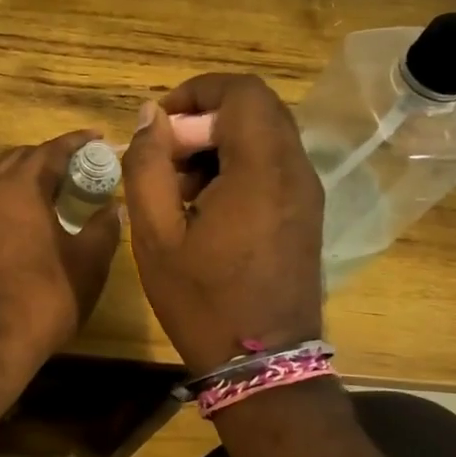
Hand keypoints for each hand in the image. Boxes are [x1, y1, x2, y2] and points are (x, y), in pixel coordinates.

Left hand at [0, 130, 121, 368]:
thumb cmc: (43, 295)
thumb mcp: (87, 261)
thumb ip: (104, 227)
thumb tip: (113, 206)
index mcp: (21, 185)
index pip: (52, 149)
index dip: (78, 142)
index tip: (99, 138)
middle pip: (22, 157)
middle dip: (51, 156)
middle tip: (81, 167)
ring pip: (1, 177)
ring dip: (28, 175)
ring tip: (57, 188)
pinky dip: (12, 196)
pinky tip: (31, 215)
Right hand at [123, 74, 324, 373]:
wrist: (261, 365)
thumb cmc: (202, 300)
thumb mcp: (155, 234)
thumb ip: (148, 165)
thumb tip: (149, 116)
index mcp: (262, 169)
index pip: (241, 91)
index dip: (196, 92)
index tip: (159, 124)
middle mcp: (296, 170)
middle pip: (255, 109)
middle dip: (204, 120)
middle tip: (165, 157)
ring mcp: (307, 193)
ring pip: (265, 136)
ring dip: (219, 144)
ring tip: (179, 187)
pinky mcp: (306, 213)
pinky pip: (273, 165)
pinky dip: (238, 166)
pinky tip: (206, 207)